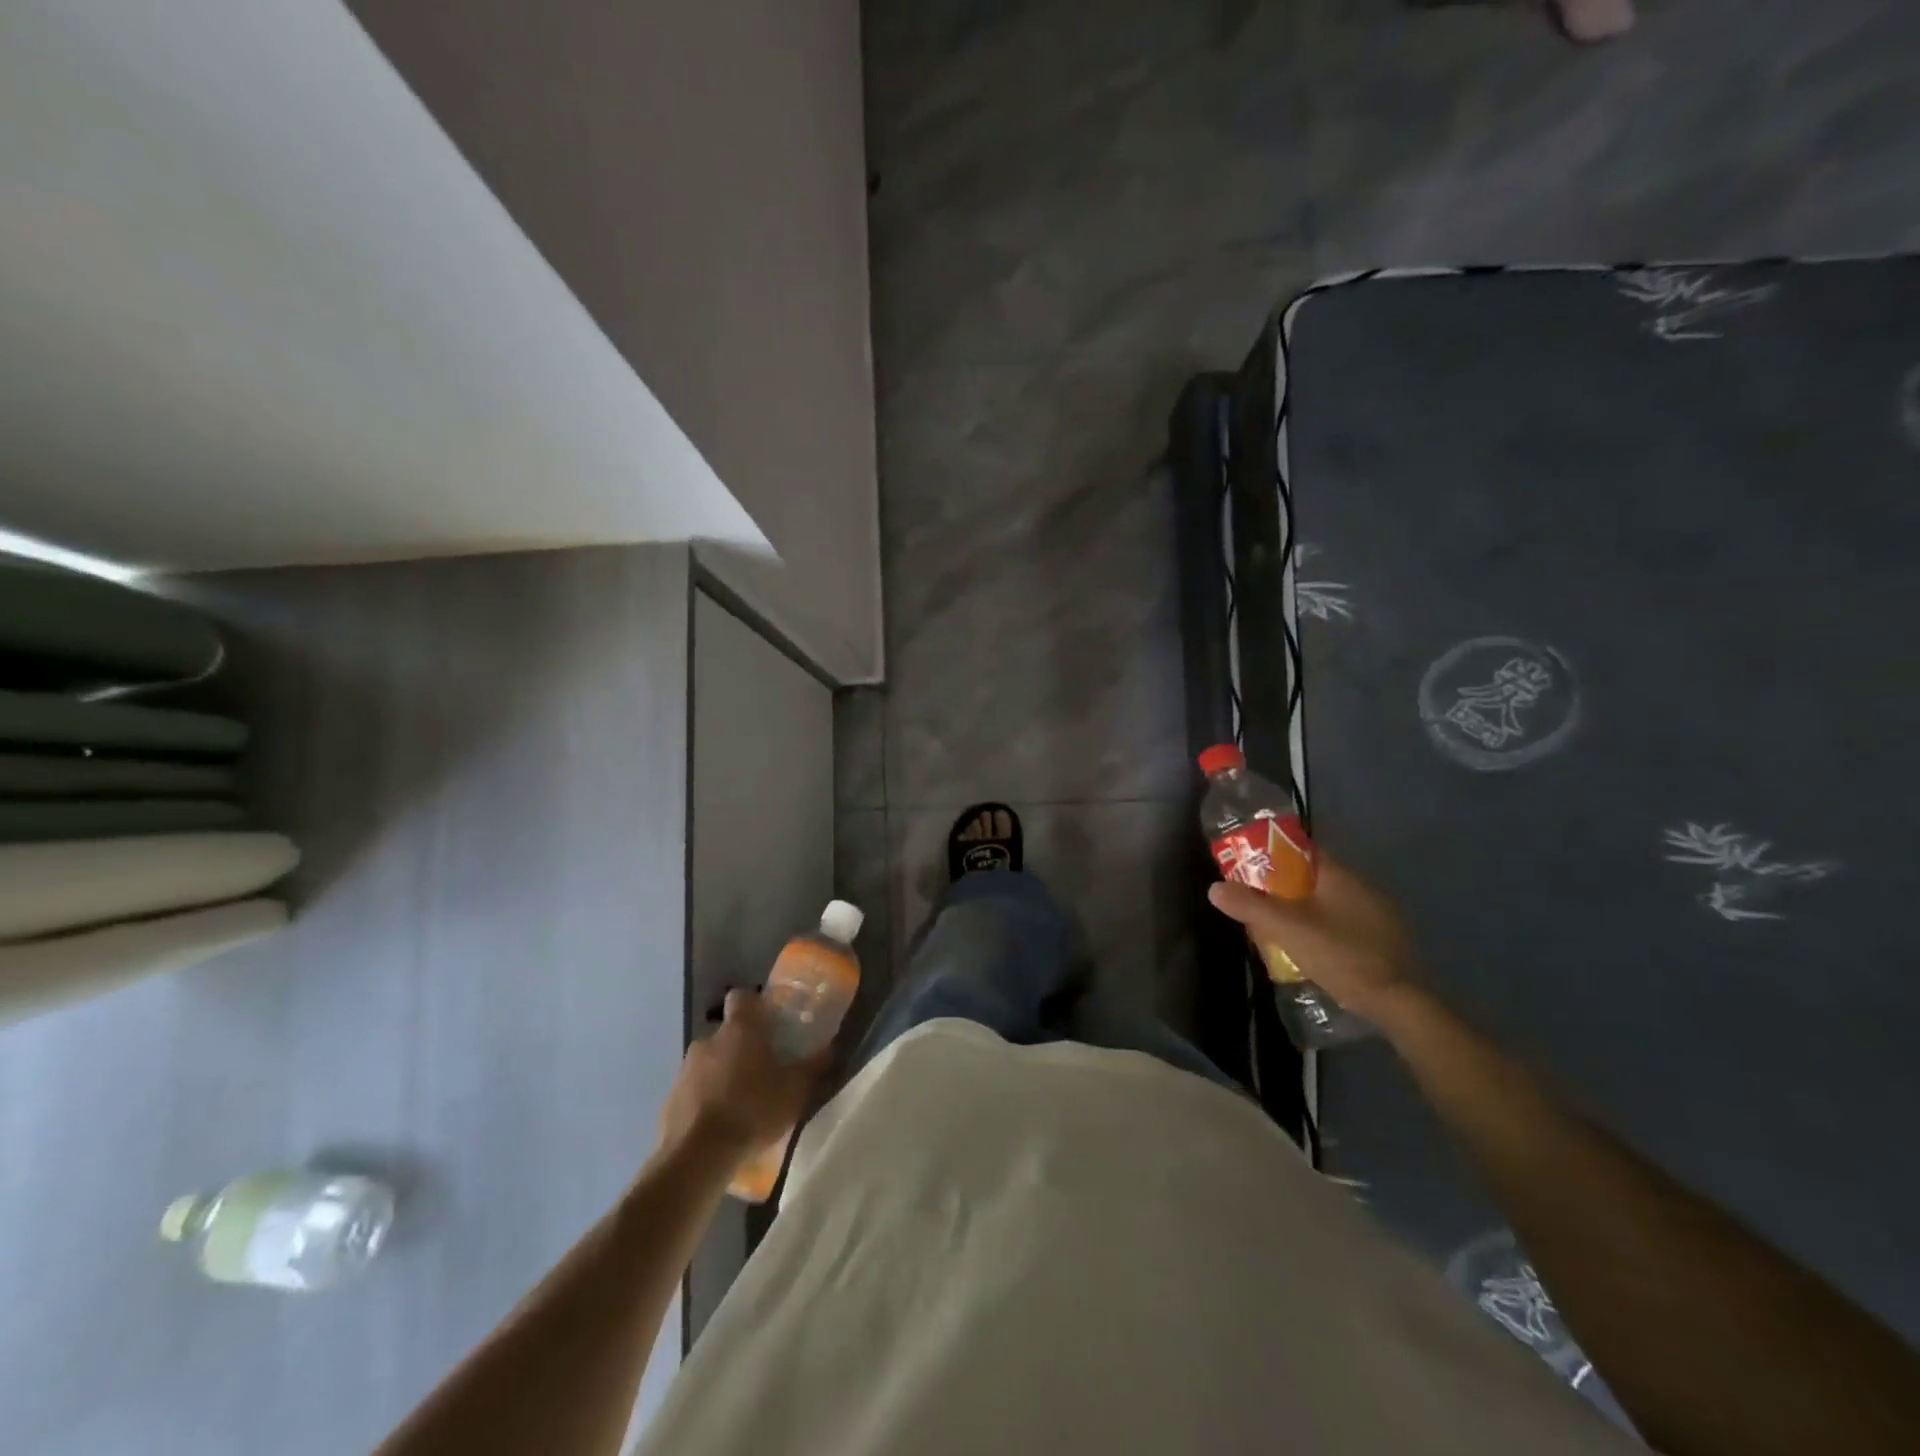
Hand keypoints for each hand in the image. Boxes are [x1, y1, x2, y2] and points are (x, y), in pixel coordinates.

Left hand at [658, 990, 831, 1159]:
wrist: (697, 1157)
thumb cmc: (753, 1110)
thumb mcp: (795, 1090)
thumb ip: (814, 1066)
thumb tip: (831, 1048)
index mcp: (739, 1029)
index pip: (742, 997)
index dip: (755, 1006)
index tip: (769, 1024)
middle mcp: (708, 1040)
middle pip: (728, 1033)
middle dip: (742, 1048)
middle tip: (763, 1072)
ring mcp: (685, 1070)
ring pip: (710, 1062)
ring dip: (723, 1075)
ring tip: (742, 1105)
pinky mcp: (670, 1100)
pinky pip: (694, 1091)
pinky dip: (706, 1101)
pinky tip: (721, 1126)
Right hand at [1207, 856, 1419, 1016]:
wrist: (1398, 1002)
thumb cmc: (1340, 954)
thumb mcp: (1287, 929)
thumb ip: (1251, 906)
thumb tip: (1215, 888)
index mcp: (1339, 875)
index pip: (1303, 851)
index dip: (1276, 856)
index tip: (1252, 869)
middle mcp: (1362, 887)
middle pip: (1315, 877)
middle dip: (1287, 888)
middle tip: (1261, 904)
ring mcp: (1378, 914)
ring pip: (1331, 902)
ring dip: (1307, 910)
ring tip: (1281, 929)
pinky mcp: (1385, 940)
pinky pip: (1346, 923)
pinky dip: (1327, 929)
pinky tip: (1314, 949)